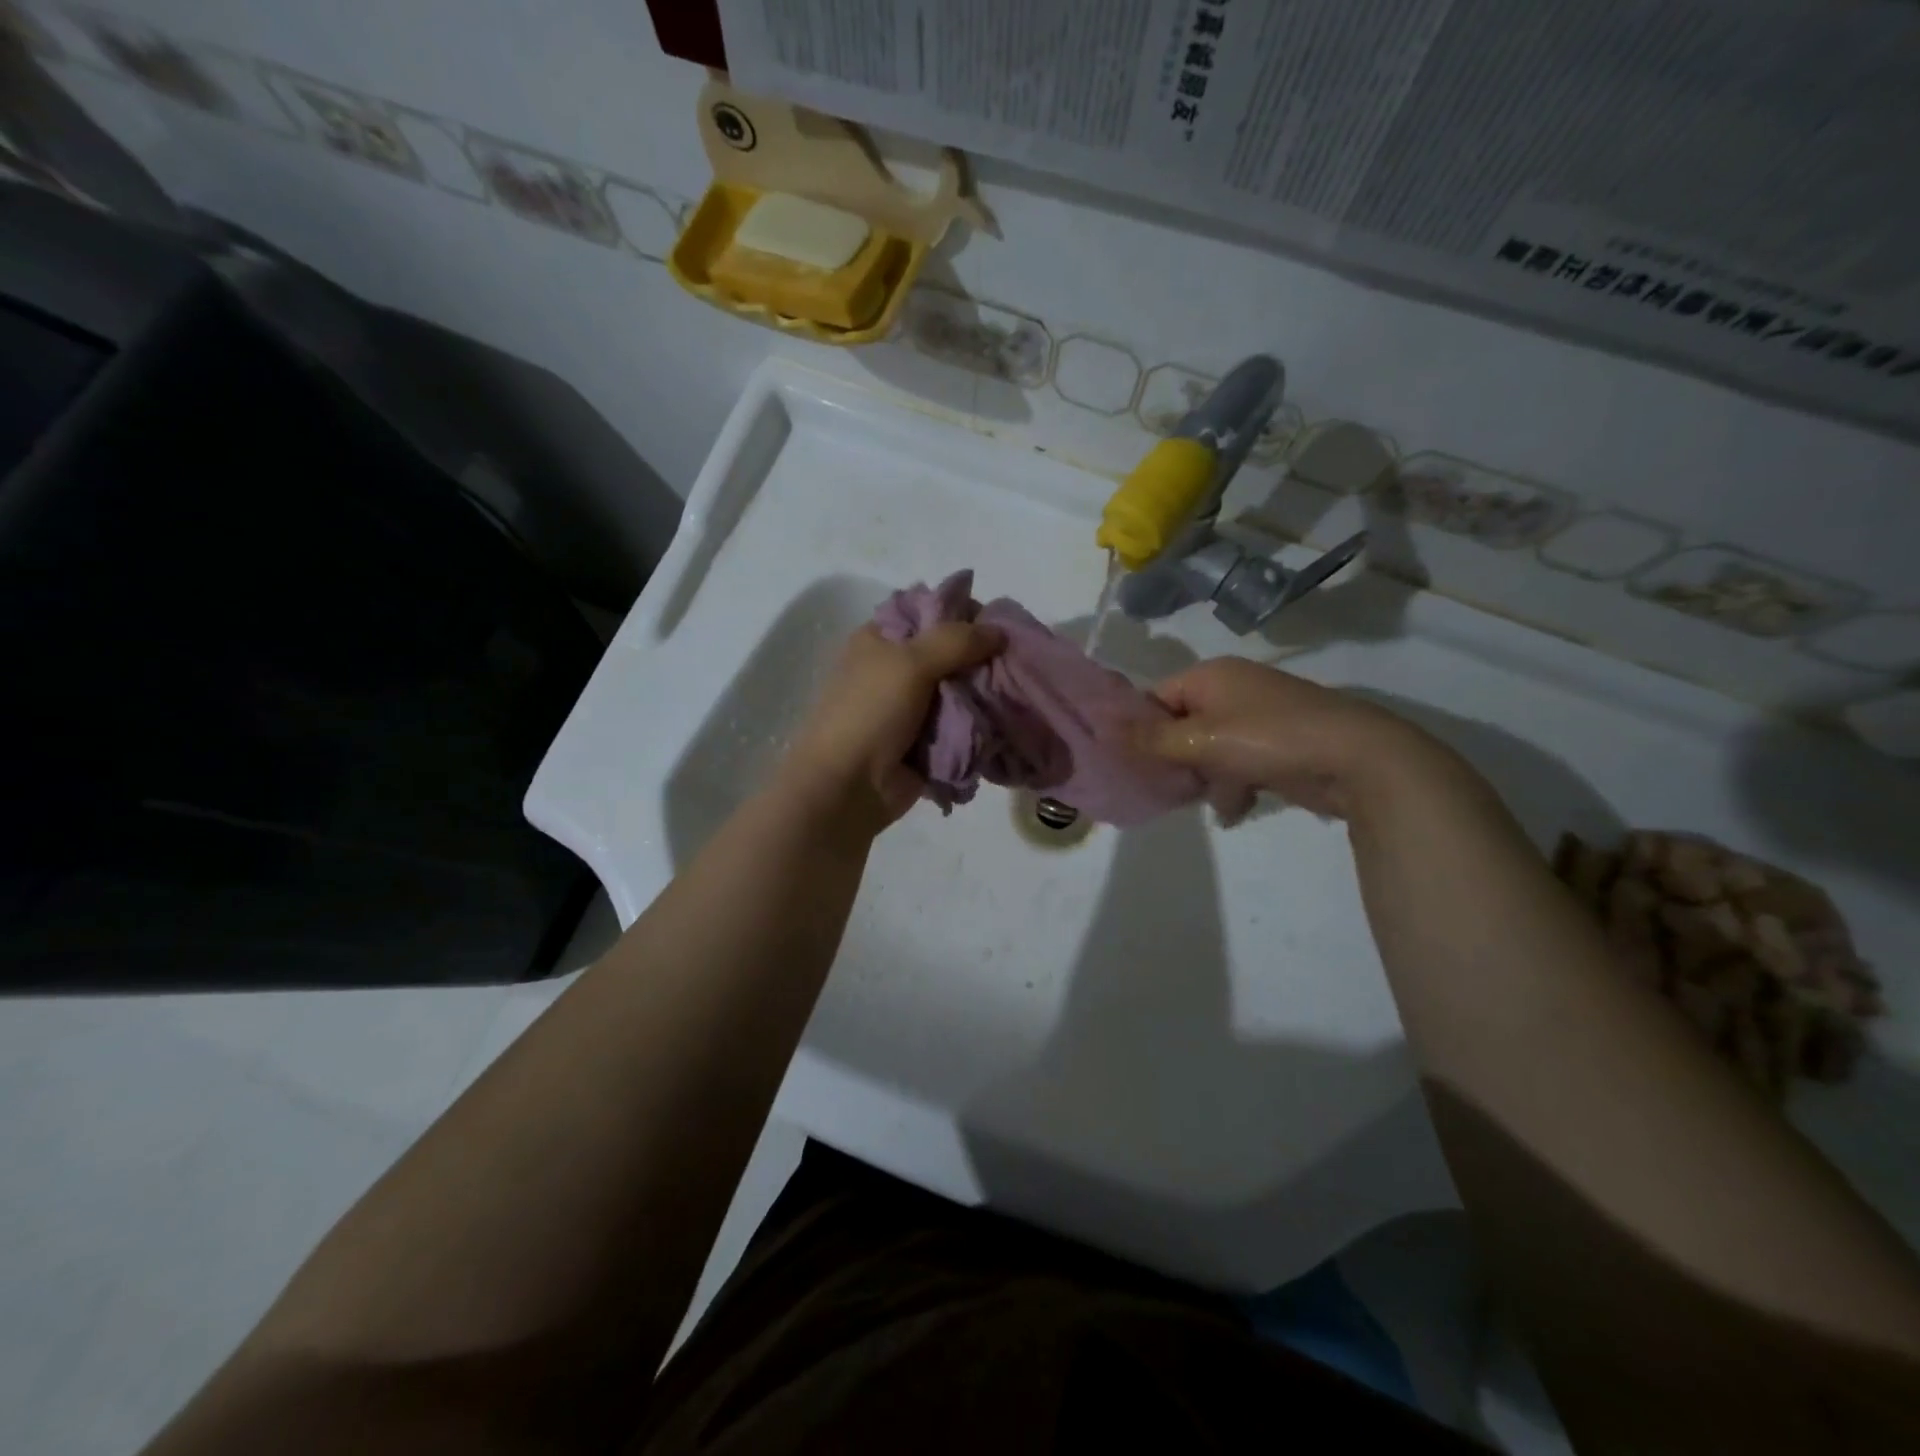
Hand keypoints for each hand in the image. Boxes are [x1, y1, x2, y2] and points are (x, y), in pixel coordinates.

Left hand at [779, 621, 1003, 833]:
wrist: (848, 786)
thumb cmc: (870, 713)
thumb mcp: (909, 663)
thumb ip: (956, 641)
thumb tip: (1000, 631)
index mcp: (882, 639)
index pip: (931, 612)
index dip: (966, 615)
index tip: (1001, 626)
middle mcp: (896, 668)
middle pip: (951, 652)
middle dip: (984, 659)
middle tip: (1017, 663)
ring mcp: (912, 707)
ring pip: (960, 690)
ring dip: (986, 694)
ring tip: (1019, 694)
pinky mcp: (925, 740)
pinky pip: (962, 725)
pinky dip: (980, 725)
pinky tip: (1007, 722)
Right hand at [1139, 657, 1443, 819]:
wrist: (1356, 757)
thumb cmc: (1269, 738)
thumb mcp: (1201, 739)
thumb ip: (1150, 739)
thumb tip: (1104, 730)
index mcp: (1211, 676)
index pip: (1155, 698)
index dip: (1138, 729)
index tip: (1127, 763)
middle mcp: (1231, 690)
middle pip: (1181, 725)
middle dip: (1173, 759)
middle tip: (1162, 788)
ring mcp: (1257, 718)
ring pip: (1208, 749)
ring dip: (1204, 778)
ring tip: (1210, 801)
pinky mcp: (1276, 746)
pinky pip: (1237, 764)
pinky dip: (1233, 785)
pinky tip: (1236, 810)